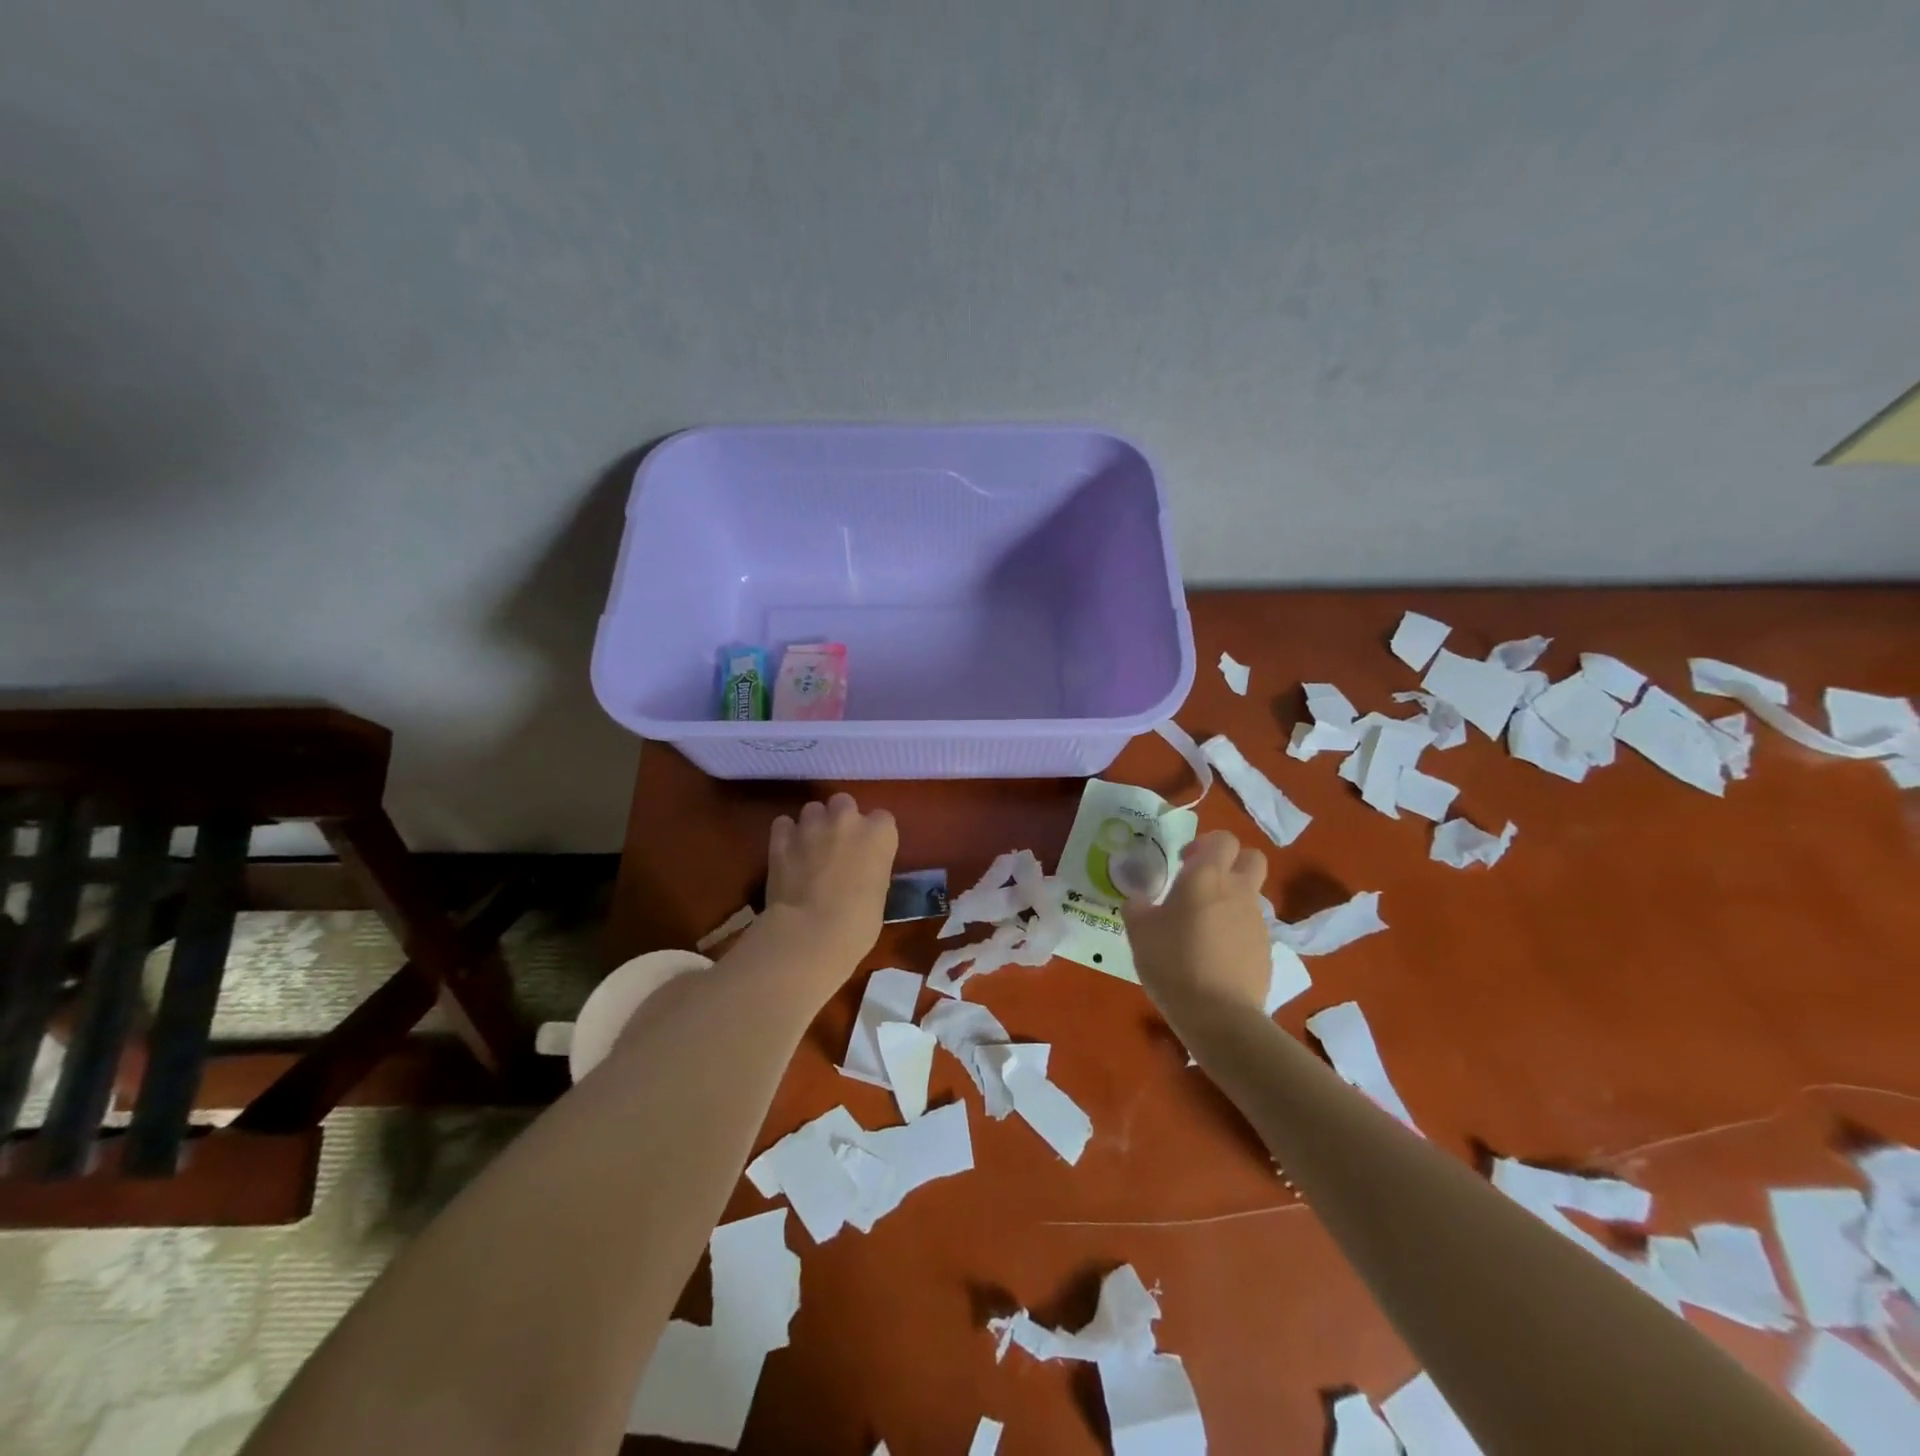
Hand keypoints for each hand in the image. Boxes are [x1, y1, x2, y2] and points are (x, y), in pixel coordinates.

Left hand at [764, 793, 898, 975]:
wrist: (811, 933)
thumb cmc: (857, 924)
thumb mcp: (878, 894)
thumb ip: (870, 871)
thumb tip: (858, 874)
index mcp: (880, 835)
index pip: (882, 819)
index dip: (874, 835)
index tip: (869, 852)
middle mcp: (848, 820)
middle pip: (844, 802)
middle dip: (841, 819)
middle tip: (837, 845)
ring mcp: (812, 825)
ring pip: (813, 809)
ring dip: (813, 824)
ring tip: (809, 849)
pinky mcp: (781, 838)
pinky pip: (783, 824)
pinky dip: (786, 835)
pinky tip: (787, 853)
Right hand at [1122, 830, 1270, 1023]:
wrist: (1219, 1015)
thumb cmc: (1173, 962)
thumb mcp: (1139, 932)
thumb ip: (1137, 907)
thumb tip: (1139, 899)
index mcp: (1206, 877)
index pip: (1223, 839)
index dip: (1205, 844)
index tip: (1183, 862)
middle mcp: (1238, 890)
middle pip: (1251, 858)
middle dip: (1231, 862)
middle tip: (1203, 882)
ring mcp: (1256, 921)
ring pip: (1251, 894)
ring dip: (1231, 899)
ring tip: (1204, 926)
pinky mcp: (1266, 950)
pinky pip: (1252, 927)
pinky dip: (1236, 931)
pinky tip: (1215, 954)